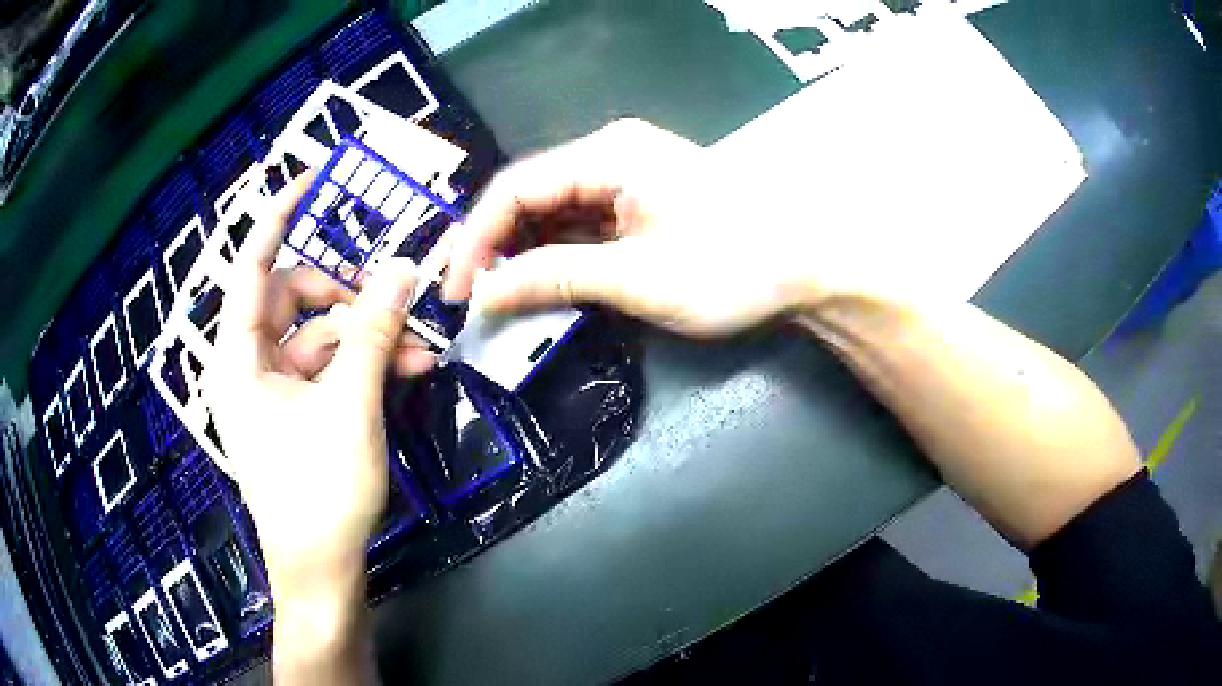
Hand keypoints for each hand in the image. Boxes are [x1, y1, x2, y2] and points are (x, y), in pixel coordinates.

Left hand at [205, 178, 434, 635]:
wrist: (322, 571)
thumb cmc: (318, 492)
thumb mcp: (349, 406)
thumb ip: (373, 331)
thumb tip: (403, 266)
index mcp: (238, 358)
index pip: (252, 268)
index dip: (278, 219)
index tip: (311, 181)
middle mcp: (250, 366)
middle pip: (295, 301)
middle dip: (347, 295)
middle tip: (394, 294)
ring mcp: (275, 391)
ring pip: (321, 338)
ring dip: (369, 335)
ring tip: (420, 343)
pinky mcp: (298, 413)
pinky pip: (330, 370)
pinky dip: (365, 365)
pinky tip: (408, 368)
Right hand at [443, 119, 835, 336]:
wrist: (809, 270)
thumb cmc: (732, 266)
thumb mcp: (637, 277)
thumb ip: (554, 277)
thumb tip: (485, 293)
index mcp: (608, 154)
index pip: (516, 188)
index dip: (476, 239)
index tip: (456, 290)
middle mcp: (611, 155)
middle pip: (531, 196)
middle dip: (493, 245)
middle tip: (465, 293)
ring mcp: (629, 178)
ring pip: (554, 212)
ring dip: (522, 252)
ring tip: (493, 294)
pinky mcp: (642, 204)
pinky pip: (582, 224)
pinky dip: (557, 254)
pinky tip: (539, 282)